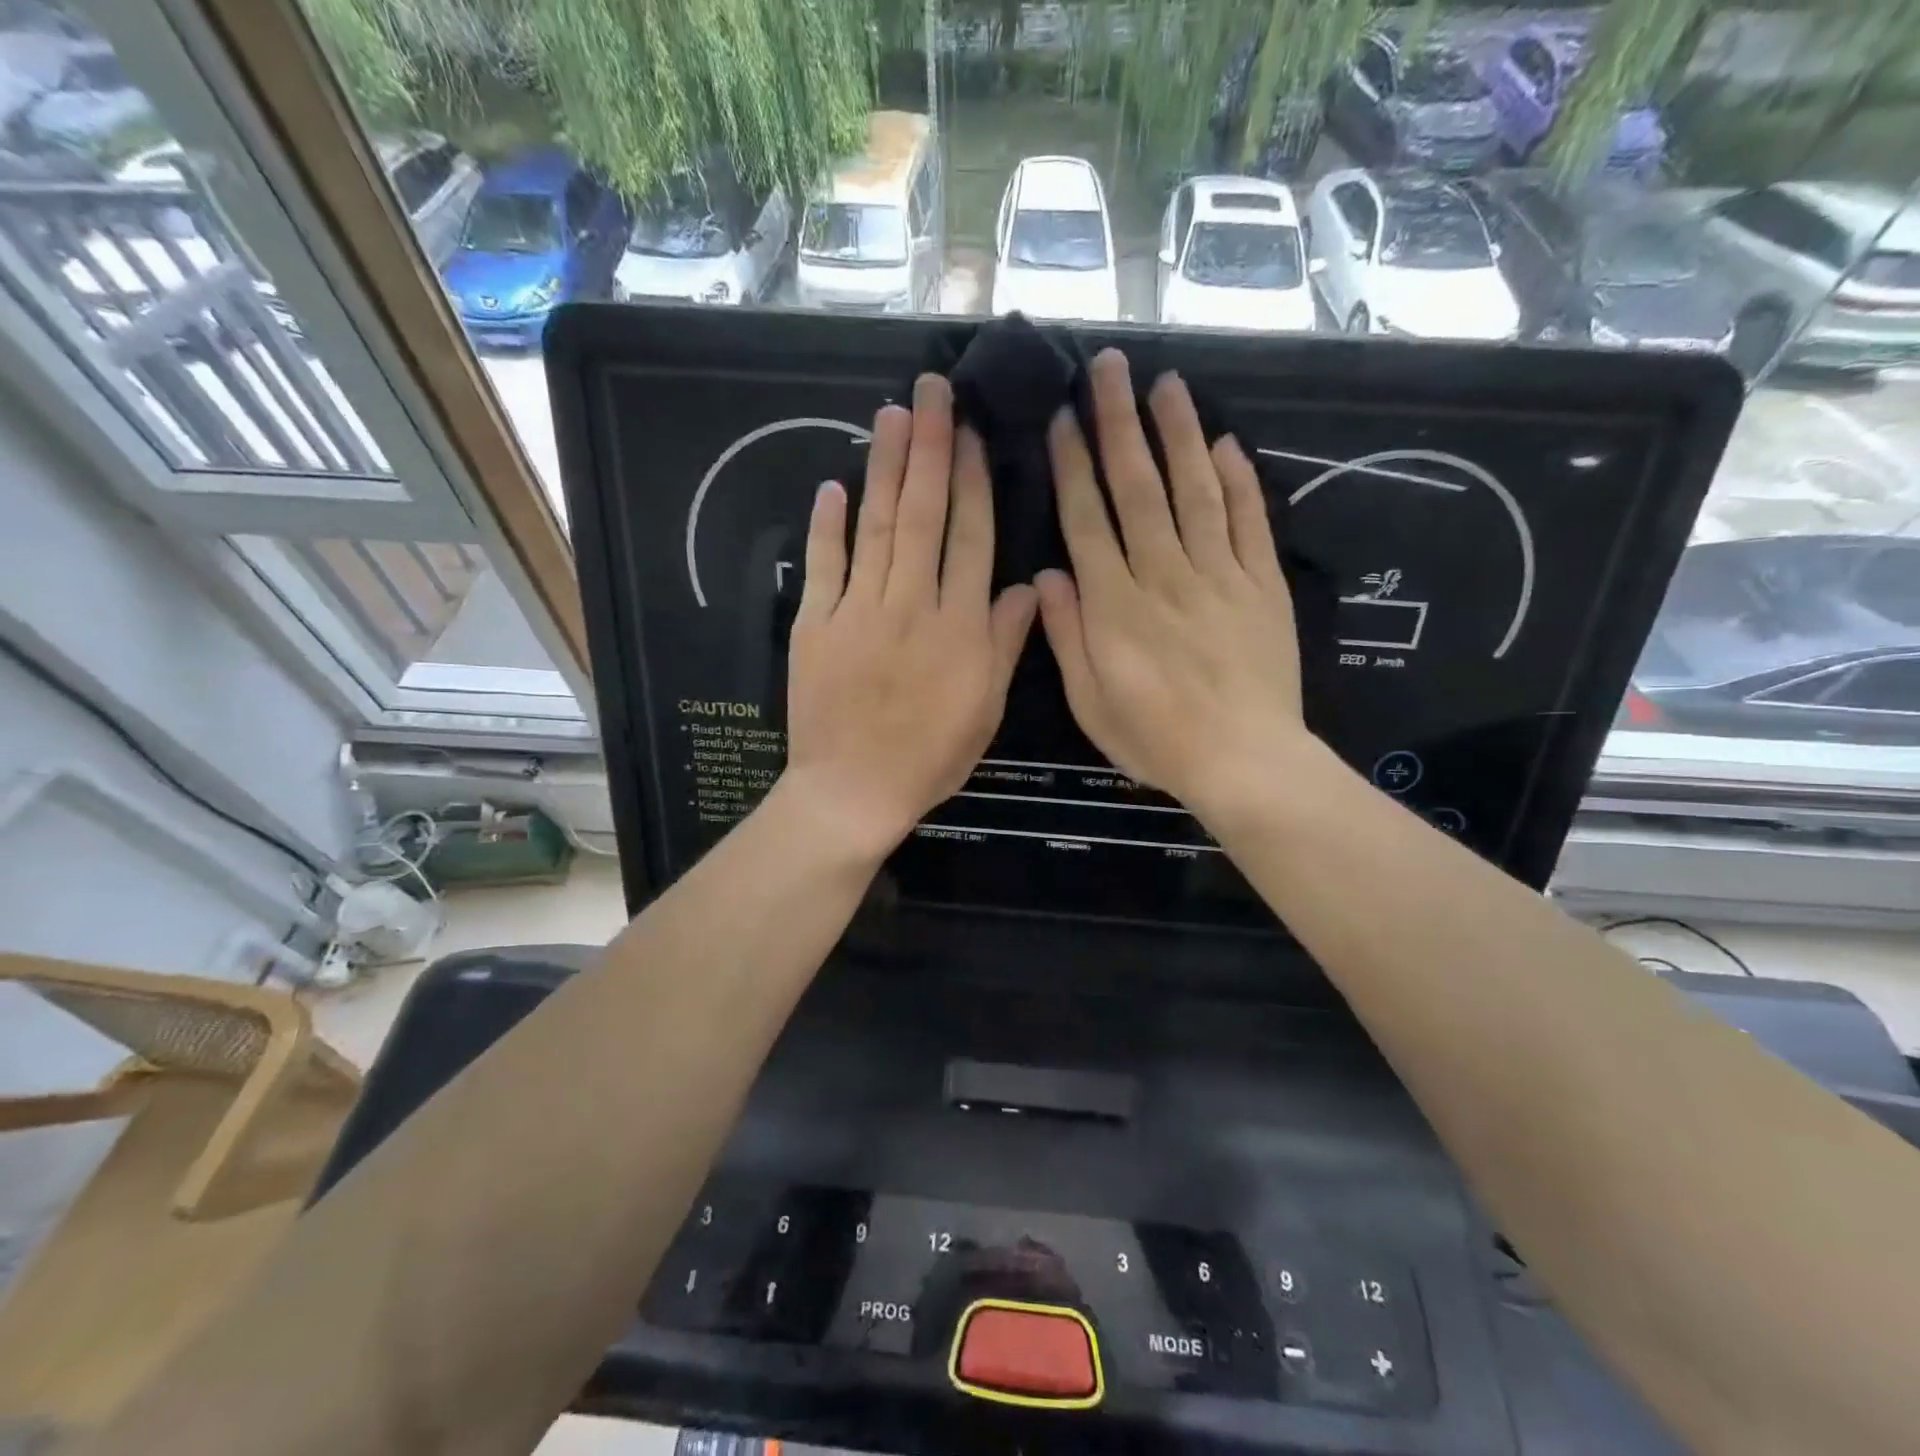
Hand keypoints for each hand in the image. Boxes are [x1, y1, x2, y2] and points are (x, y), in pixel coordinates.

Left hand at [784, 373, 1037, 857]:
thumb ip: (1005, 644)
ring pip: (876, 527)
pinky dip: (827, 526)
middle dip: (929, 448)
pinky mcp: (815, 625)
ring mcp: (858, 611)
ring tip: (891, 415)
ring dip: (884, 468)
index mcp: (959, 626)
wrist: (854, 790)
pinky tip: (834, 485)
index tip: (971, 433)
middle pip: (923, 515)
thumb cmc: (929, 756)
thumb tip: (1027, 587)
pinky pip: (823, 566)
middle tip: (931, 389)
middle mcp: (911, 604)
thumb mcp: (985, 709)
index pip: (970, 538)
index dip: (972, 482)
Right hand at [1035, 350, 1310, 821]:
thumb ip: (1067, 636)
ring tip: (1167, 384)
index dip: (1074, 466)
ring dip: (1180, 435)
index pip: (1088, 520)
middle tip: (1109, 368)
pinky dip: (1241, 482)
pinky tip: (1228, 444)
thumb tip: (1050, 574)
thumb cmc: (1157, 739)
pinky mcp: (1263, 586)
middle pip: (1139, 488)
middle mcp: (1165, 575)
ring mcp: (1220, 576)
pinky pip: (1252, 524)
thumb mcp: (1091, 702)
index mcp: (1116, 605)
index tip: (1063, 418)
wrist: (1244, 761)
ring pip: (1196, 491)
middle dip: (1120, 424)